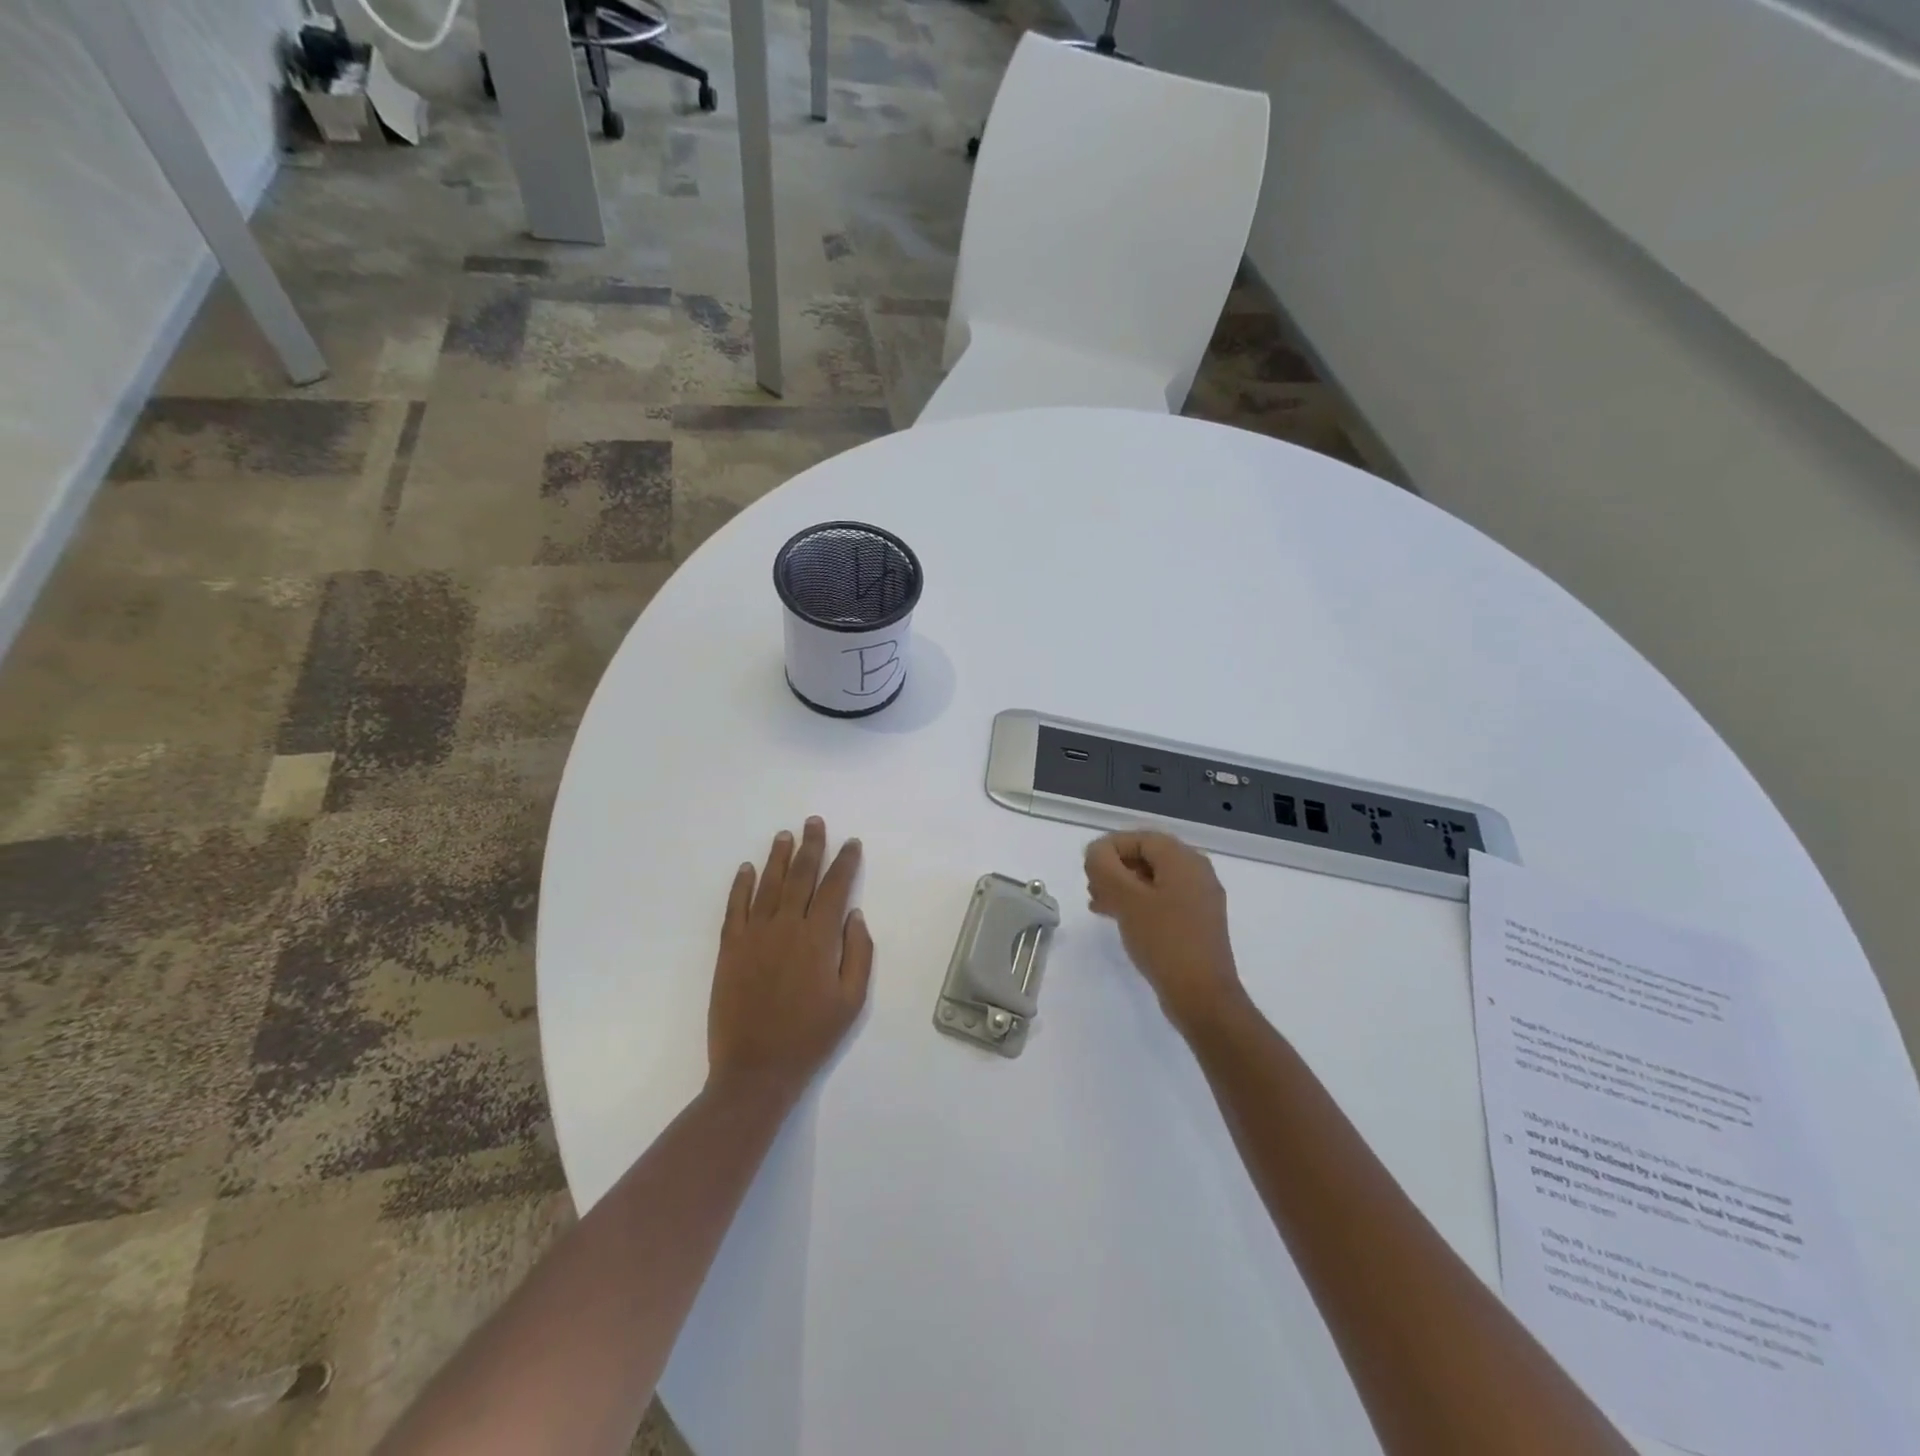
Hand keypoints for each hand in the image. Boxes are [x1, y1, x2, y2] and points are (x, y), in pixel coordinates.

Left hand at [708, 818, 873, 1098]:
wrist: (755, 1070)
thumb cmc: (810, 1036)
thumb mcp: (851, 1001)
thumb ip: (858, 953)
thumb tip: (854, 914)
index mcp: (818, 938)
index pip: (835, 888)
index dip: (844, 862)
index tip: (851, 843)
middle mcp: (786, 927)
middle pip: (801, 876)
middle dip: (811, 846)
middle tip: (814, 822)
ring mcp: (754, 935)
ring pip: (768, 885)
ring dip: (778, 857)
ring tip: (785, 835)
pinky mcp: (730, 949)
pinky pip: (735, 908)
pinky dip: (740, 885)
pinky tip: (746, 869)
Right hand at [1085, 831, 1246, 1037]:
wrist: (1202, 996)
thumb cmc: (1164, 940)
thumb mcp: (1127, 899)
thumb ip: (1105, 867)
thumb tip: (1096, 852)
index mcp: (1183, 860)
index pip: (1139, 838)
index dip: (1109, 848)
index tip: (1087, 868)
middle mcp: (1196, 872)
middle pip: (1147, 857)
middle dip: (1115, 868)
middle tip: (1091, 887)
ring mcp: (1199, 899)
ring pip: (1152, 880)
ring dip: (1122, 886)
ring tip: (1097, 903)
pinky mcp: (1196, 923)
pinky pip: (1161, 900)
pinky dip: (1137, 903)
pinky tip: (1117, 918)